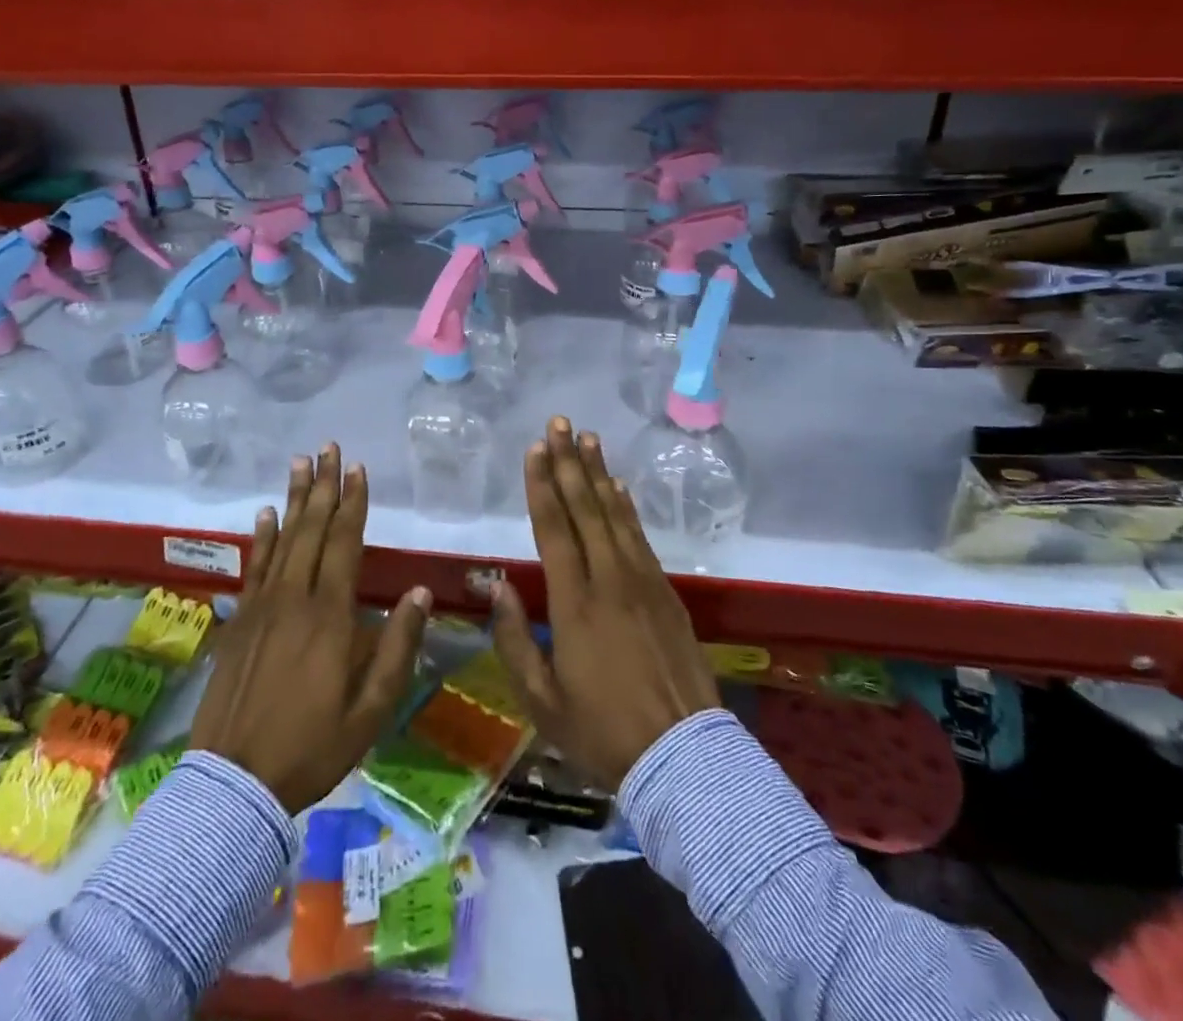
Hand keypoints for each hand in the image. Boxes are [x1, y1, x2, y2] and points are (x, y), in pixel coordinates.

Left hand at [190, 445, 431, 813]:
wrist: (235, 784)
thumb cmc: (313, 746)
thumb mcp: (372, 708)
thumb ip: (398, 647)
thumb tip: (422, 593)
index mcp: (330, 615)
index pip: (344, 543)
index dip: (352, 503)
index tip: (358, 470)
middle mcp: (294, 598)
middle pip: (311, 529)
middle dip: (323, 485)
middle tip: (328, 448)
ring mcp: (261, 607)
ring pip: (281, 539)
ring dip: (292, 499)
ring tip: (299, 463)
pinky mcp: (239, 621)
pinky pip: (252, 567)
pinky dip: (260, 537)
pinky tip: (264, 514)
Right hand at [490, 417, 720, 791]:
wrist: (684, 758)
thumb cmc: (603, 733)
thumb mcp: (542, 701)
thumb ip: (515, 640)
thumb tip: (498, 587)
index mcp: (574, 605)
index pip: (554, 530)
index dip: (542, 485)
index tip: (535, 449)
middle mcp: (610, 581)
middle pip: (586, 509)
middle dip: (569, 463)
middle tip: (559, 424)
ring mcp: (643, 583)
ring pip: (616, 515)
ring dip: (599, 474)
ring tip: (588, 439)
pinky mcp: (667, 593)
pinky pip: (641, 537)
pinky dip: (627, 507)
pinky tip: (619, 487)